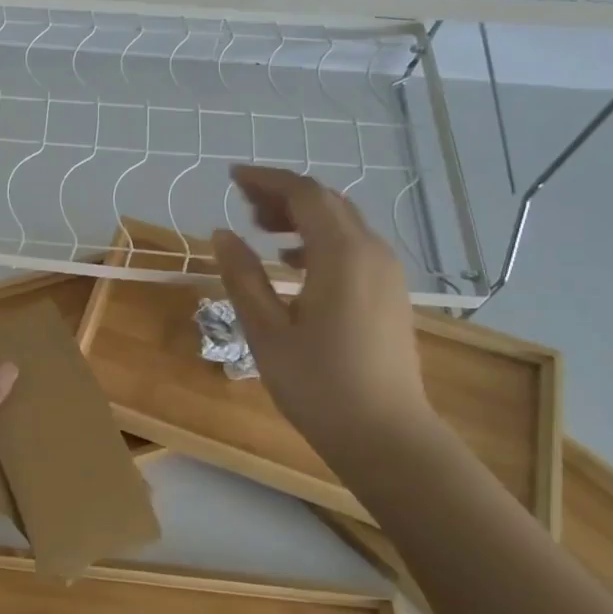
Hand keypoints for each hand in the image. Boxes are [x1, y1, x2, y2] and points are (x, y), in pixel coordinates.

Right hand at [212, 166, 433, 451]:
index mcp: (341, 255)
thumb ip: (243, 276)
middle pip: (326, 202)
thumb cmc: (319, 384)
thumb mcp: (266, 330)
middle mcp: (371, 252)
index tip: (231, 177)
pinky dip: (320, 239)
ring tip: (261, 227)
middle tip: (241, 202)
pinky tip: (293, 261)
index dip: (266, 180)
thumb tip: (222, 234)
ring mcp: (387, 272)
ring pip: (342, 222)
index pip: (304, 194)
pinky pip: (354, 246)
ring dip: (301, 215)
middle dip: (282, 194)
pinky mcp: (390, 293)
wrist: (386, 436)